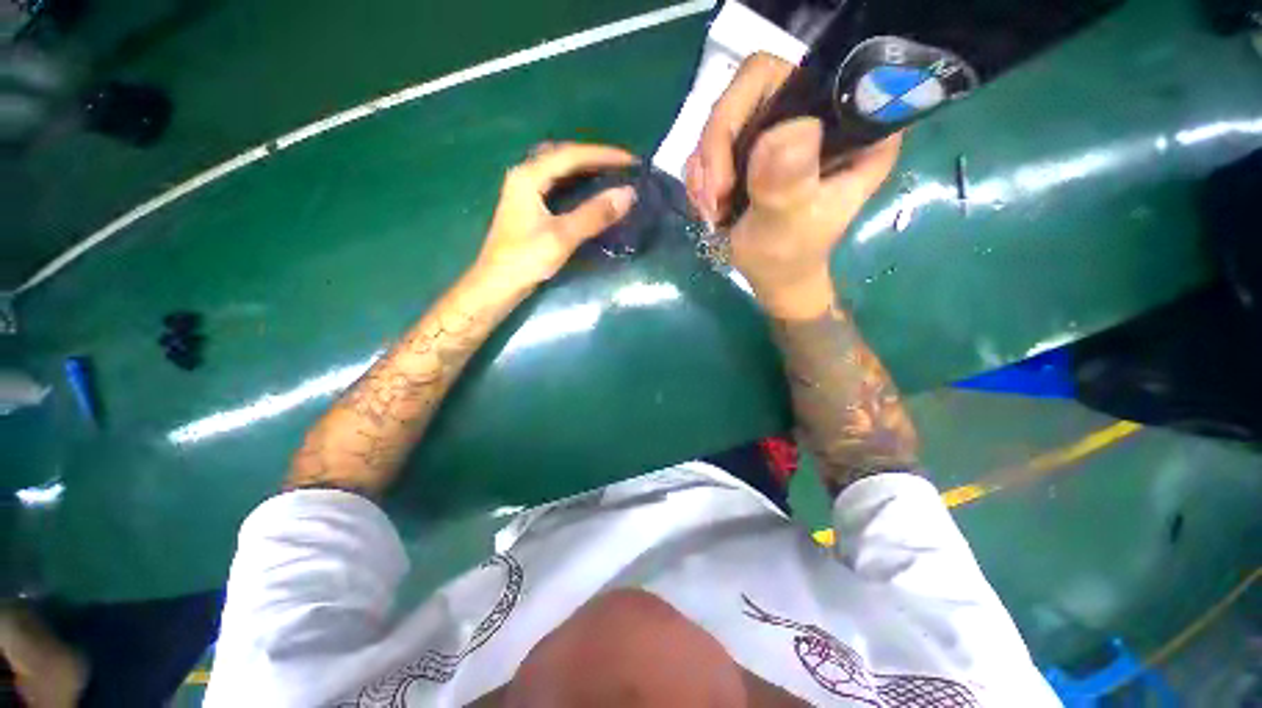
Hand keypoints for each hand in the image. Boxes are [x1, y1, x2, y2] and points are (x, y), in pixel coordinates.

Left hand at [476, 142, 637, 288]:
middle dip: (594, 157)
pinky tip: (588, 192)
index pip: (571, 155)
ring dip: (584, 168)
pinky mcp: (528, 208)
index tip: (632, 162)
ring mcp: (524, 192)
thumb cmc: (525, 260)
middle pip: (563, 155)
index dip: (604, 155)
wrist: (496, 285)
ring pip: (558, 169)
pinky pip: (556, 184)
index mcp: (528, 176)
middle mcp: (524, 176)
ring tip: (610, 175)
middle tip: (622, 167)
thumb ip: (594, 214)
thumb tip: (629, 193)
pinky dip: (575, 183)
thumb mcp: (562, 236)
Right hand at [685, 53, 900, 318]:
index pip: (798, 73)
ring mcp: (779, 128)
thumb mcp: (791, 223)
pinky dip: (701, 175)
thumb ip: (787, 182)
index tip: (731, 169)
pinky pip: (711, 143)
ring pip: (723, 118)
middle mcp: (816, 113)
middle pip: (748, 90)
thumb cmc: (790, 256)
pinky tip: (708, 205)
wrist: (773, 275)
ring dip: (705, 168)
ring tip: (711, 210)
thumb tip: (782, 133)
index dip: (750, 106)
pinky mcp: (752, 146)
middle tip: (712, 196)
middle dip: (717, 148)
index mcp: (849, 124)